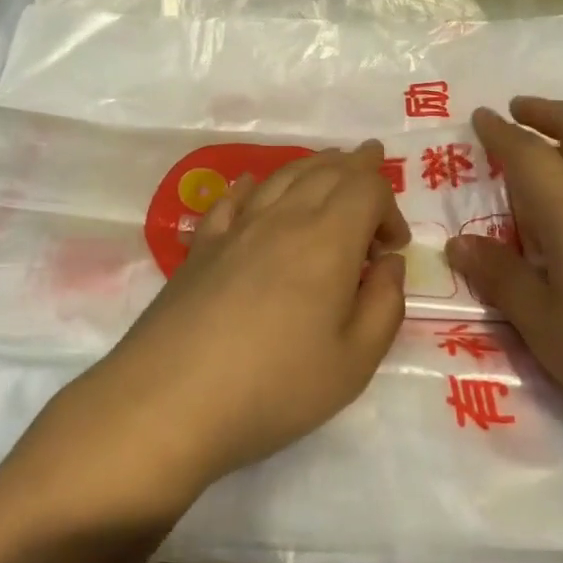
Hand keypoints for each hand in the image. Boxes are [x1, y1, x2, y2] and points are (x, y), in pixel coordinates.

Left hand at [86, 143, 409, 503]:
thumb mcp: (354, 361)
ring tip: (328, 167)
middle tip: (372, 164)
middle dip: (355, 166)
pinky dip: (250, 186)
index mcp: (327, 240)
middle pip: (324, 170)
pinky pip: (230, 200)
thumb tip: (388, 263)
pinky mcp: (200, 247)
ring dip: (312, 166)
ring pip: (280, 176)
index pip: (366, 188)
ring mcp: (235, 229)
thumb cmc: (275, 386)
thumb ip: (384, 305)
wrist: (171, 398)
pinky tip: (251, 185)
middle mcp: (281, 219)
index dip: (389, 206)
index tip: (392, 248)